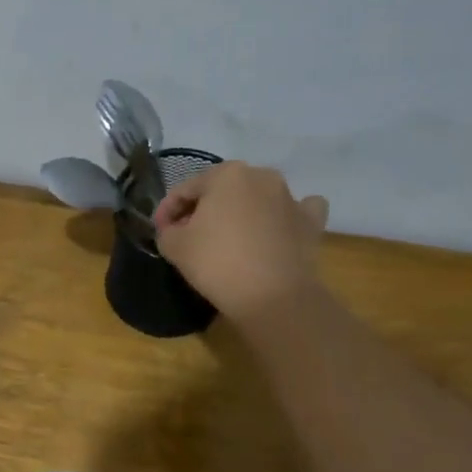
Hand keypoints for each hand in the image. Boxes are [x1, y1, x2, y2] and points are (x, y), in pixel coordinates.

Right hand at [153, 161, 328, 322]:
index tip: (159, 232)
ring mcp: (290, 197)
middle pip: (222, 190)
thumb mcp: (174, 246)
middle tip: (189, 236)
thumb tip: (174, 230)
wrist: (273, 297)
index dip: (167, 211)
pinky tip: (275, 230)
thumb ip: (167, 231)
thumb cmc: (217, 263)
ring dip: (240, 211)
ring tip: (228, 238)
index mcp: (226, 174)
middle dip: (203, 209)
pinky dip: (283, 218)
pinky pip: (295, 212)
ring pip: (257, 197)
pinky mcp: (312, 222)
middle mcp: (261, 176)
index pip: (185, 189)